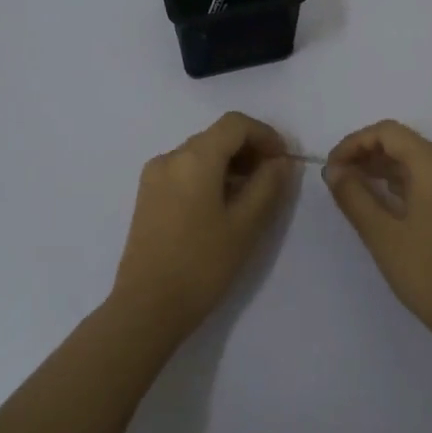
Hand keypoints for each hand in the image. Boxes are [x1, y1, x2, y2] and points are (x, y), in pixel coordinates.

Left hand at [113, 112, 294, 337]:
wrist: (147, 308)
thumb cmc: (202, 265)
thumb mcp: (246, 225)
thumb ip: (268, 185)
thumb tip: (280, 161)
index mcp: (194, 158)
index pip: (235, 124)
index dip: (265, 135)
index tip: (284, 161)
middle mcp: (170, 157)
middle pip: (216, 136)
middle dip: (249, 149)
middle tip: (273, 180)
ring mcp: (154, 176)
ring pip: (200, 153)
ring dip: (230, 164)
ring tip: (251, 196)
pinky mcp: (147, 195)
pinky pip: (184, 170)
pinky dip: (209, 175)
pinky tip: (222, 206)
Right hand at [324, 120, 431, 341]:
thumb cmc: (428, 274)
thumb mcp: (382, 235)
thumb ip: (354, 196)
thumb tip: (333, 170)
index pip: (390, 132)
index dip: (355, 142)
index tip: (332, 167)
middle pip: (405, 142)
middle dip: (368, 153)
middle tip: (338, 177)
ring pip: (418, 161)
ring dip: (384, 167)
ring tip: (353, 187)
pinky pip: (431, 179)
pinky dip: (404, 182)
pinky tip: (382, 200)